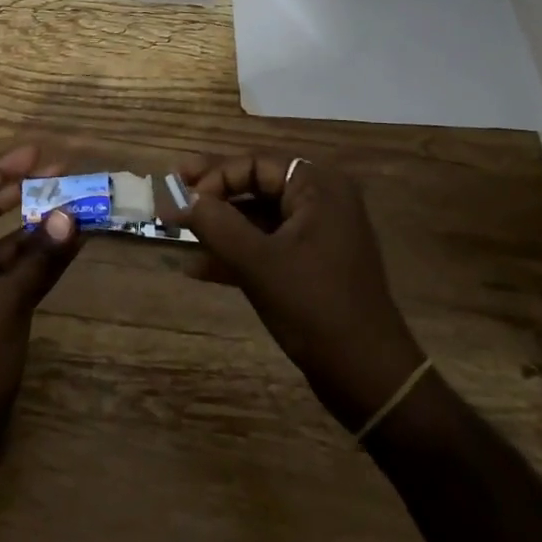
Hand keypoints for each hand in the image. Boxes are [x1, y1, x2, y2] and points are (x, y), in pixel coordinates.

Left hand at [0, 144, 81, 459]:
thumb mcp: (7, 304)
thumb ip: (42, 257)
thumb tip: (75, 215)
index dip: (2, 167)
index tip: (40, 153)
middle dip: (20, 188)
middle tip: (61, 170)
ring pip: (1, 238)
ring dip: (34, 221)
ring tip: (73, 200)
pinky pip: (11, 266)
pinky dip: (37, 254)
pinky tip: (69, 242)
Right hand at [170, 155, 423, 430]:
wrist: (369, 377)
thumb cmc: (315, 307)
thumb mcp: (259, 263)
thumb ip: (217, 224)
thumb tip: (183, 198)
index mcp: (318, 187)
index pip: (256, 164)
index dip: (215, 177)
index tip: (183, 197)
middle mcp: (321, 201)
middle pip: (256, 185)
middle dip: (213, 196)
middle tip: (172, 194)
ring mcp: (317, 234)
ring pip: (257, 218)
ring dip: (219, 226)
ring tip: (177, 232)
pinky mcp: (311, 265)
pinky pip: (266, 246)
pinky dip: (235, 253)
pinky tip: (197, 268)